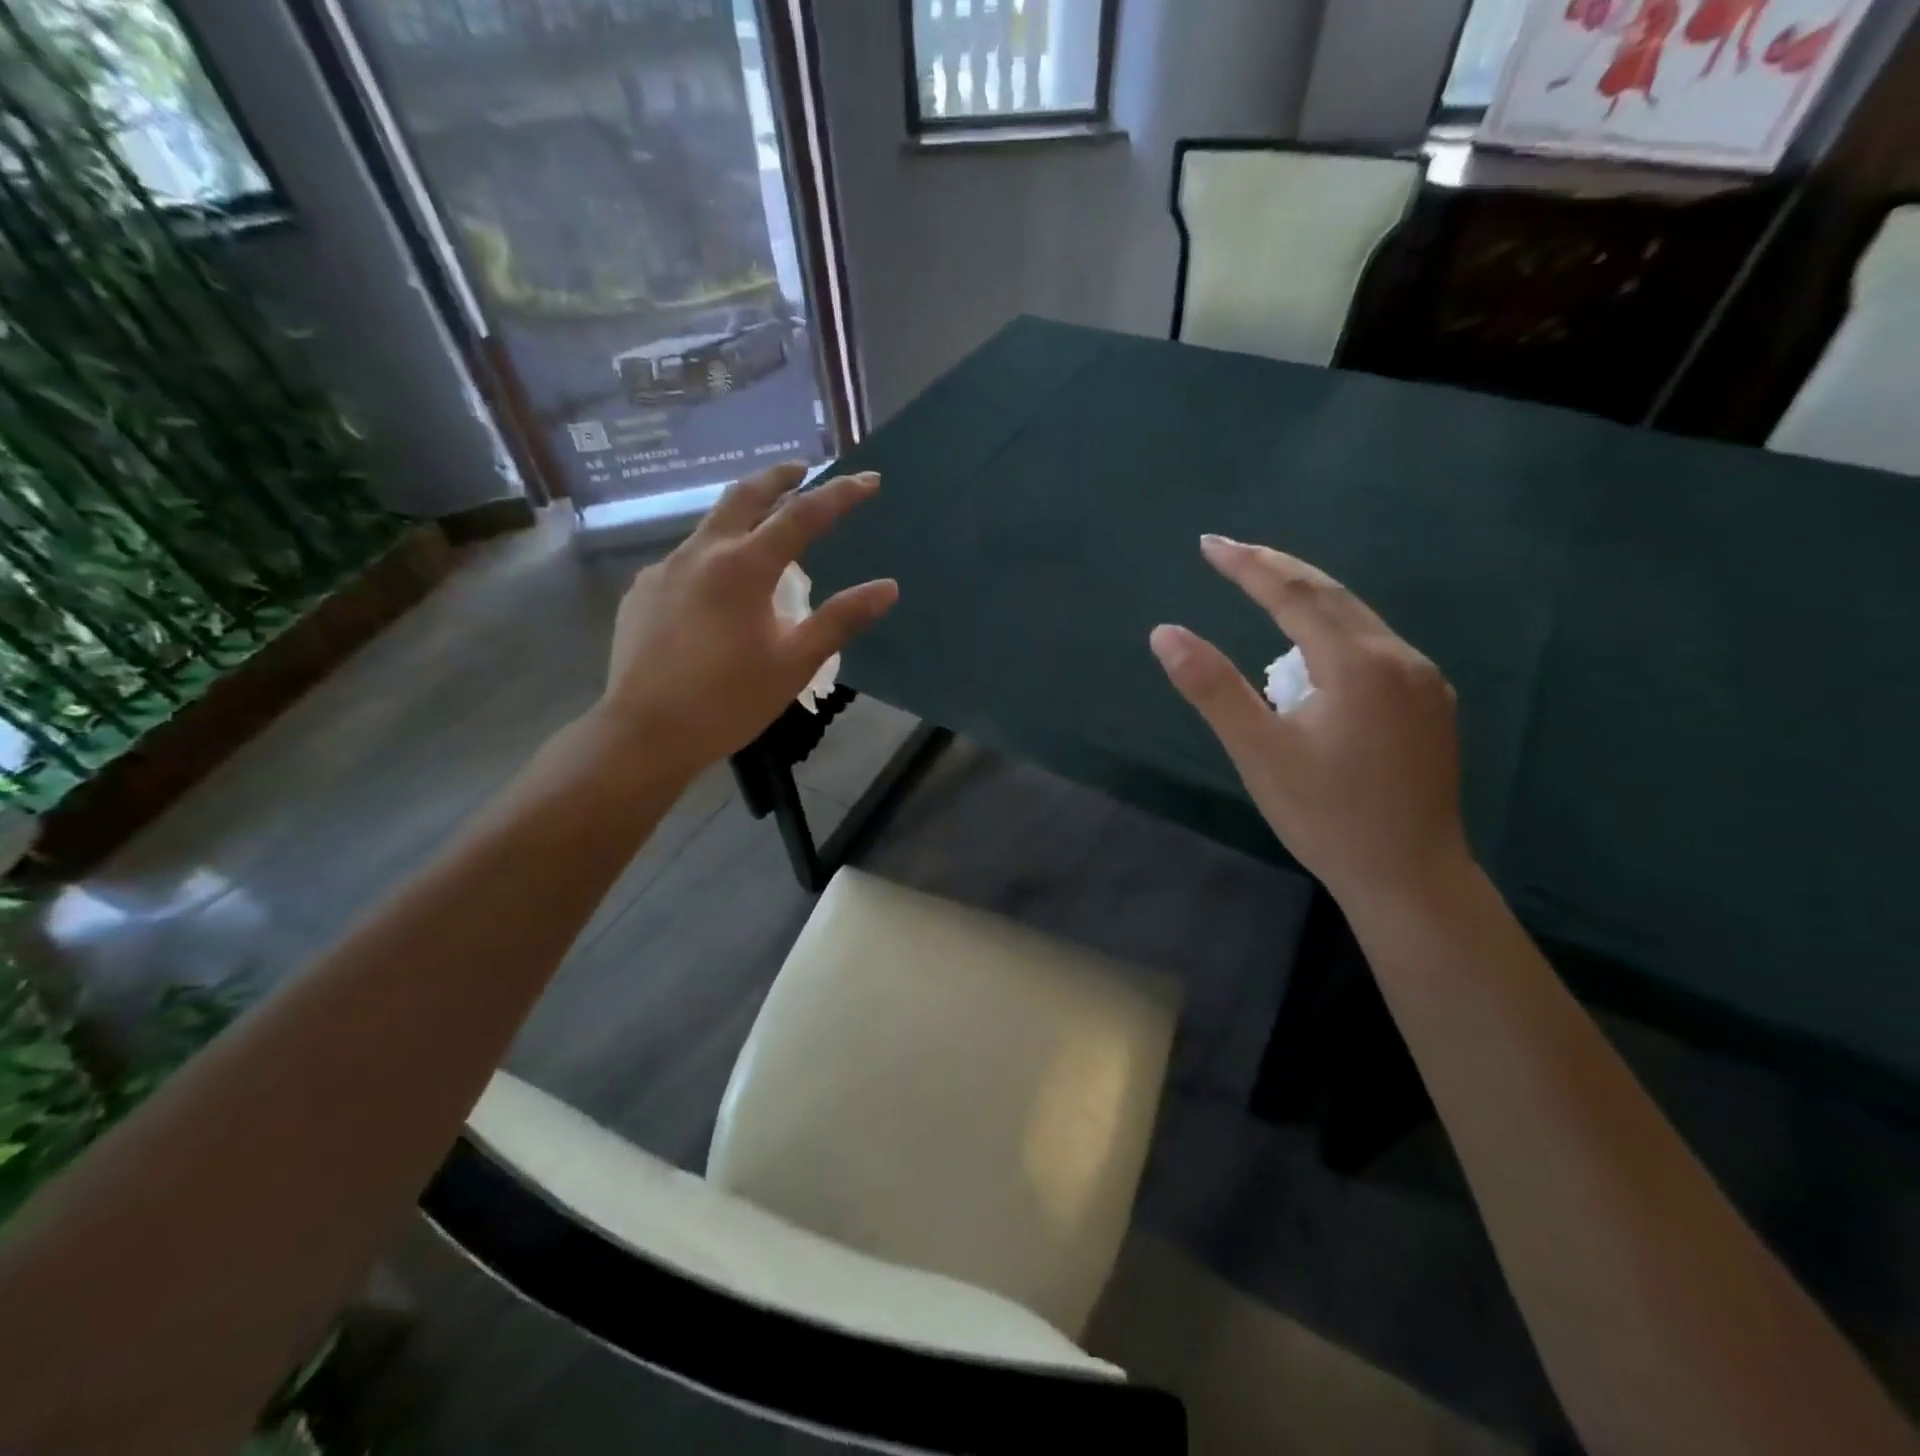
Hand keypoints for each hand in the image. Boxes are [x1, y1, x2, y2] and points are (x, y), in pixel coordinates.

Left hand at [596, 463, 897, 779]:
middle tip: (804, 469)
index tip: (868, 480)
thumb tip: (888, 588)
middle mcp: (701, 553)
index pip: (802, 516)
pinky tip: (717, 589)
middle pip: (744, 496)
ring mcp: (664, 569)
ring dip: (743, 516)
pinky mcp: (642, 592)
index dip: (840, 495)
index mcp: (744, 567)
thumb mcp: (795, 663)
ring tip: (764, 530)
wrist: (644, 733)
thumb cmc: (728, 701)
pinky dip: (713, 557)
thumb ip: (840, 620)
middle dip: (779, 478)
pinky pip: (685, 560)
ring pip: (710, 526)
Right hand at [1150, 536, 1469, 906]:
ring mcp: (1423, 681)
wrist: (1411, 879)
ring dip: (1306, 599)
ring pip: (1357, 619)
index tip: (1207, 544)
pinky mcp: (1429, 706)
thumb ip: (1212, 688)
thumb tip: (1165, 633)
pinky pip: (1374, 646)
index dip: (1247, 566)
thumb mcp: (1258, 752)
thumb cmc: (1326, 817)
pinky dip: (1332, 631)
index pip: (1294, 596)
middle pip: (1332, 595)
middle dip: (1277, 569)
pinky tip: (1312, 648)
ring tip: (1261, 590)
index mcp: (1359, 664)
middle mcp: (1400, 658)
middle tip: (1228, 552)